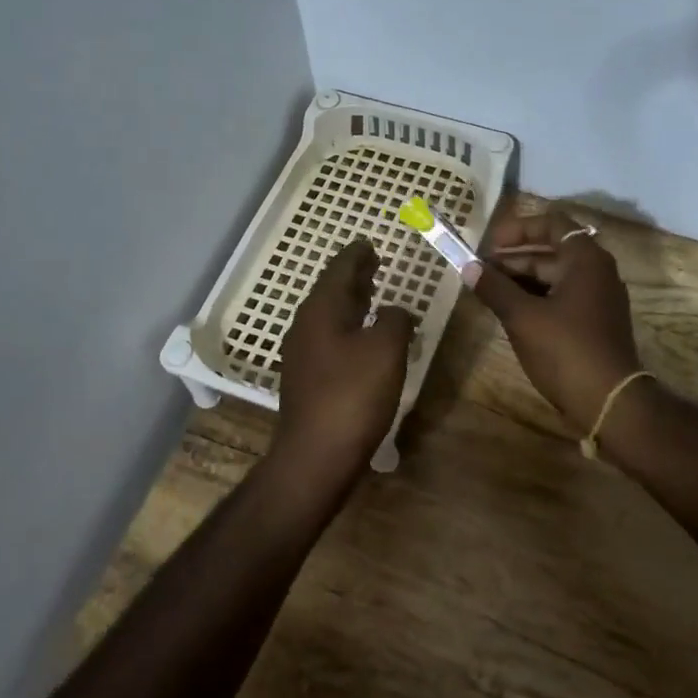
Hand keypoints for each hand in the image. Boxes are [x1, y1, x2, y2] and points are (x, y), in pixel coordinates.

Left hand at [273, 240, 415, 480]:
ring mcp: (303, 356)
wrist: (316, 455)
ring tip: (372, 295)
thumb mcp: (386, 349)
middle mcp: (305, 327)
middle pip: (331, 292)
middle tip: (374, 263)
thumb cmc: (353, 395)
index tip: (370, 243)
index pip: (339, 270)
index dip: (357, 255)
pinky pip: (330, 340)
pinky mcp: (308, 381)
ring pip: (329, 317)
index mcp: (321, 310)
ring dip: (351, 303)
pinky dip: (349, 329)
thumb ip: (394, 320)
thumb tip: (393, 311)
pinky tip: (364, 340)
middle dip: (353, 277)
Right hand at [471, 207, 643, 431]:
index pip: (551, 224)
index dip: (517, 229)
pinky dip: (536, 299)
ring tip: (488, 292)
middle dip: (513, 259)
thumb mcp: (523, 317)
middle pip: (551, 252)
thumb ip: (495, 288)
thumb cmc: (566, 350)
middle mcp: (597, 271)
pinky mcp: (595, 322)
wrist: (610, 401)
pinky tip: (510, 312)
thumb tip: (468, 267)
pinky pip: (561, 298)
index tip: (488, 245)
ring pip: (554, 277)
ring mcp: (598, 298)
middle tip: (479, 272)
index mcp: (585, 259)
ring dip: (521, 281)